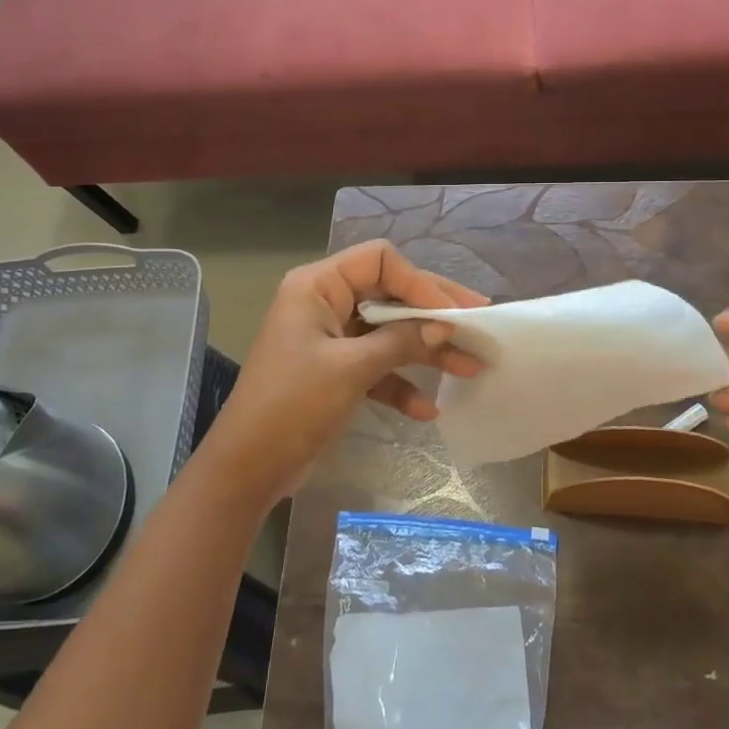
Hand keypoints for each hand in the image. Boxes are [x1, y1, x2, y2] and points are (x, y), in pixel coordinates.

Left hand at [198, 241, 486, 505]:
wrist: (248, 468)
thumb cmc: (293, 404)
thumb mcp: (351, 369)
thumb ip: (401, 342)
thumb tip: (446, 326)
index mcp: (318, 287)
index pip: (380, 261)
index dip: (419, 282)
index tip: (453, 312)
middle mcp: (325, 303)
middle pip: (390, 294)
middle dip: (433, 313)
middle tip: (479, 323)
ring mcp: (331, 339)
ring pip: (388, 332)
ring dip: (426, 351)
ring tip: (471, 367)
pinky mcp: (336, 372)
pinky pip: (377, 366)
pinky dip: (400, 383)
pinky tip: (426, 409)